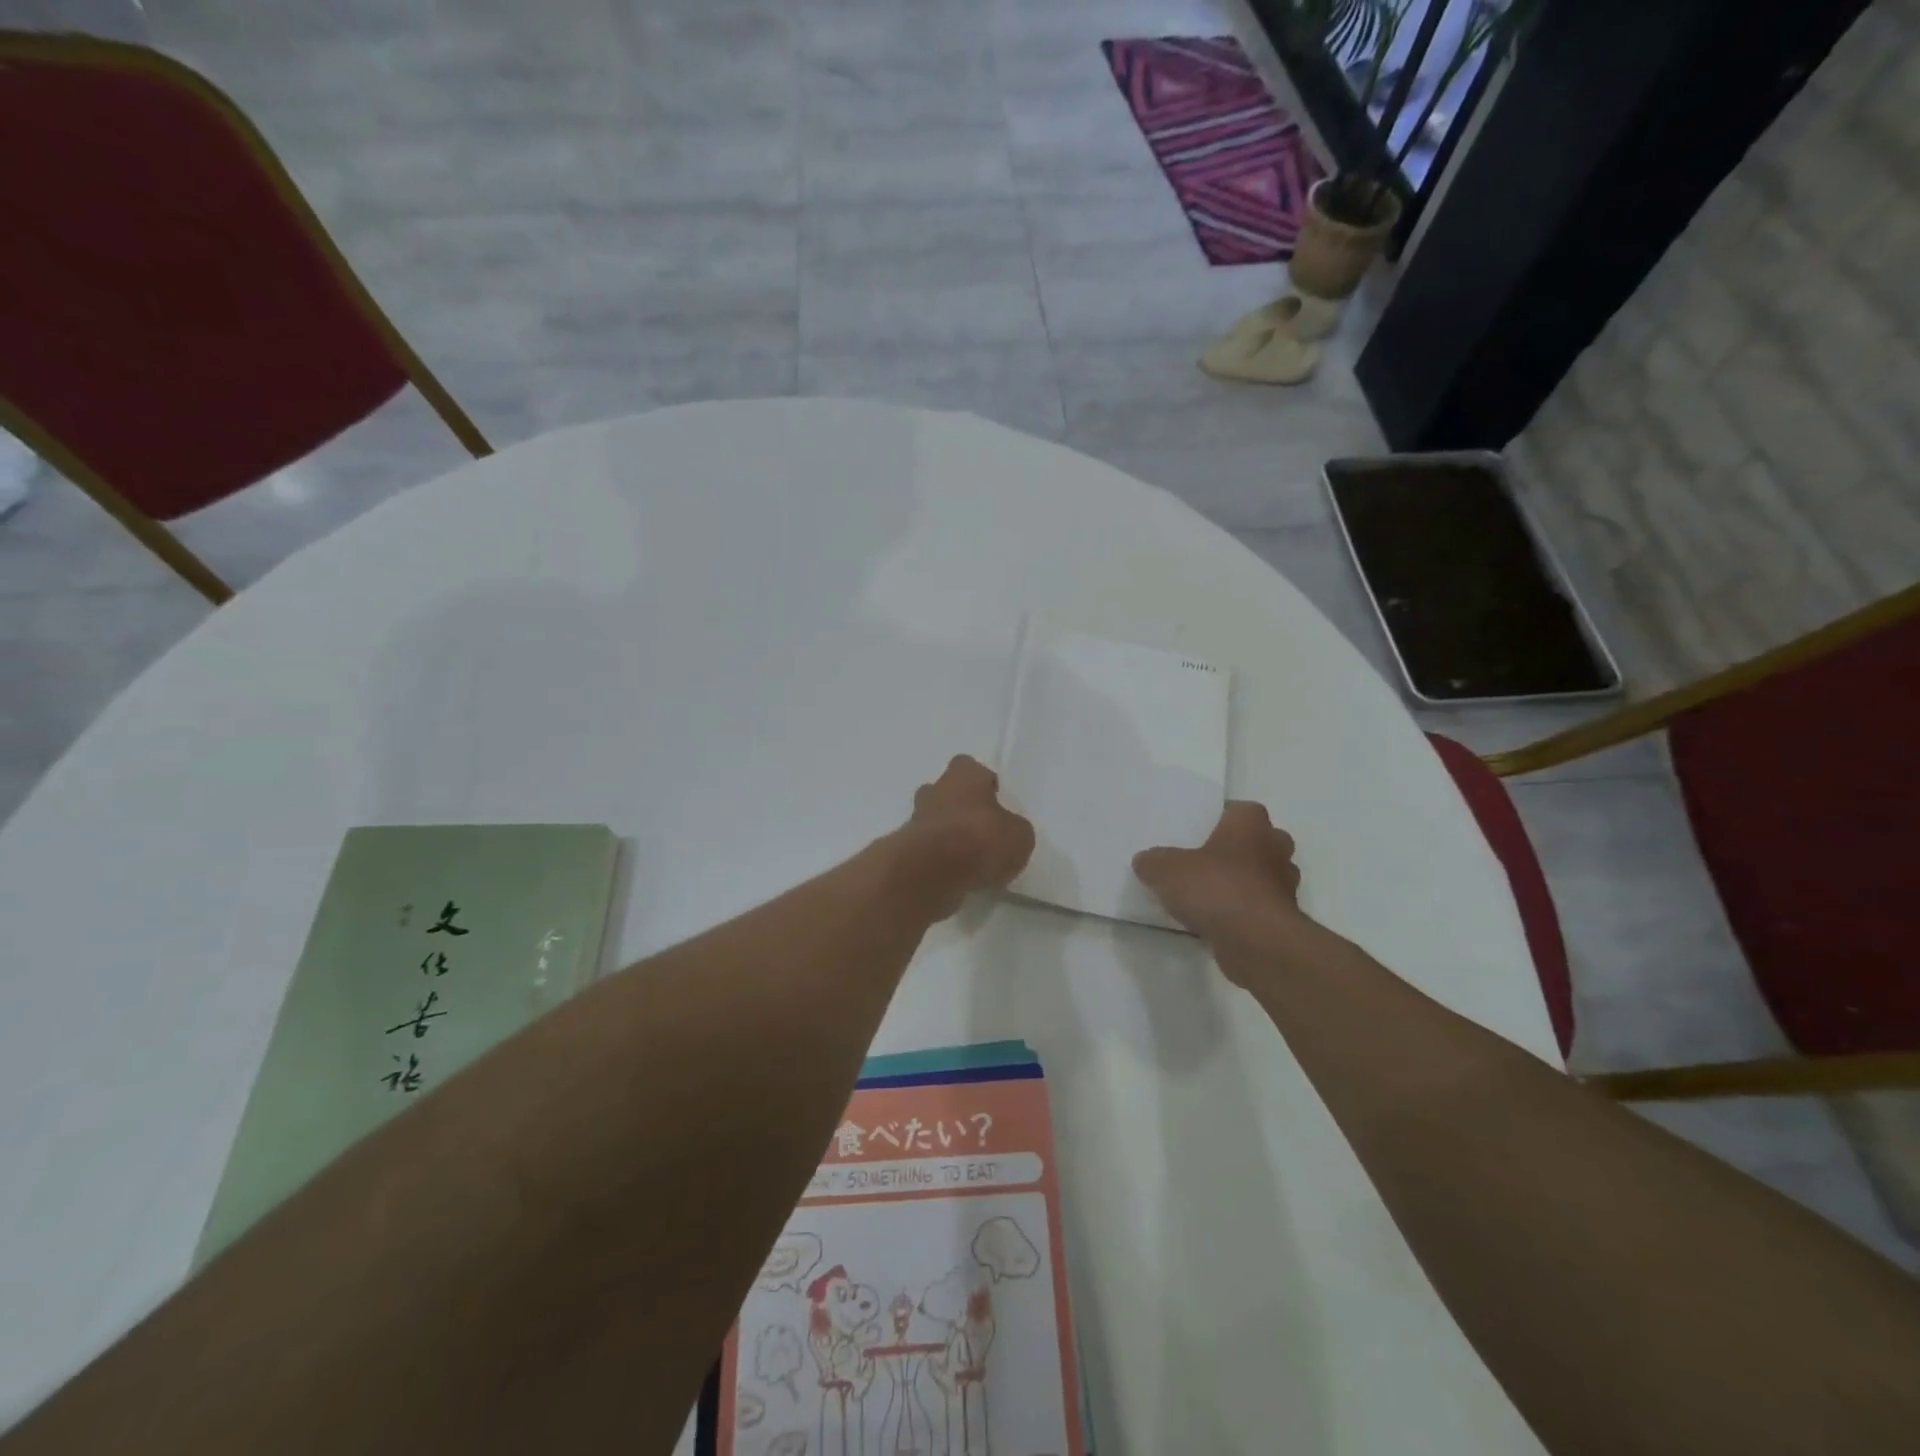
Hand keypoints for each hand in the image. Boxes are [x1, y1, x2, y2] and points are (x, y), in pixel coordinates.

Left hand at [896, 756, 1035, 919]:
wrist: (933, 871)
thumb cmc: (981, 839)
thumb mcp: (1019, 836)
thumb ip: (1013, 829)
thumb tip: (1008, 832)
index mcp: (964, 775)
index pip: (971, 768)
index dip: (982, 784)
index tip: (994, 802)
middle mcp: (935, 790)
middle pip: (947, 792)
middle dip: (960, 808)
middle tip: (980, 832)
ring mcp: (915, 818)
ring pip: (934, 821)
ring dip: (947, 835)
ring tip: (969, 860)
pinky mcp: (905, 849)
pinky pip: (926, 849)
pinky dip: (938, 859)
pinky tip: (955, 876)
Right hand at [1133, 802, 1306, 966]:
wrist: (1256, 941)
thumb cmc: (1215, 888)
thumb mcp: (1166, 869)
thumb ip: (1153, 862)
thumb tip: (1145, 861)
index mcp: (1251, 824)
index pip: (1241, 810)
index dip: (1223, 818)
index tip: (1201, 832)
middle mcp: (1275, 849)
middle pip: (1259, 842)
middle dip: (1237, 850)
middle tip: (1205, 862)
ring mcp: (1285, 886)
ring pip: (1263, 876)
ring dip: (1243, 883)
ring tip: (1208, 896)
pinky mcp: (1283, 920)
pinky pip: (1259, 907)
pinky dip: (1243, 912)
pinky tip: (1216, 922)